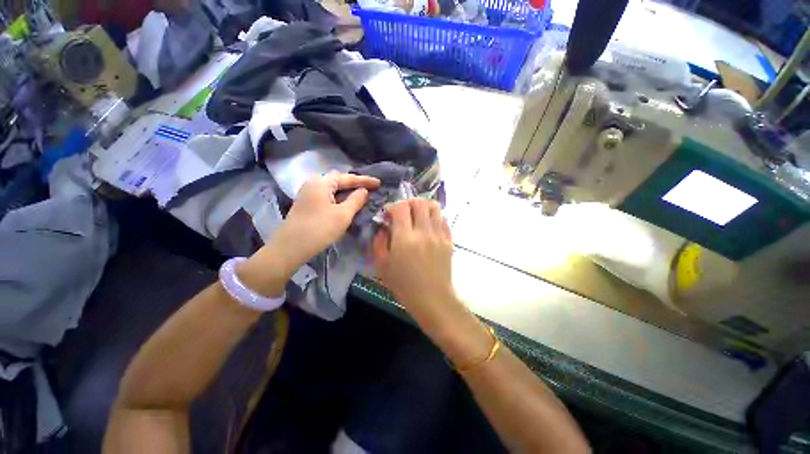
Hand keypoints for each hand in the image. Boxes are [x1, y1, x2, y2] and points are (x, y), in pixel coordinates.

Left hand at [273, 172, 380, 268]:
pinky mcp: (306, 203)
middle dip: (355, 183)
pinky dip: (338, 197)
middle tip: (370, 188)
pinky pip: (326, 195)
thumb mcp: (343, 215)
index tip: (379, 183)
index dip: (365, 180)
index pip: (348, 177)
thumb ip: (356, 200)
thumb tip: (363, 191)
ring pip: (332, 188)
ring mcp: (307, 193)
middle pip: (338, 180)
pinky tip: (345, 203)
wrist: (290, 247)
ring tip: (360, 195)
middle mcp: (313, 183)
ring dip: (346, 191)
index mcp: (322, 182)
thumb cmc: (320, 229)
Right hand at [371, 199, 454, 314]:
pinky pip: (443, 219)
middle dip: (408, 203)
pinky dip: (434, 217)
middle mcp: (424, 232)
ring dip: (423, 206)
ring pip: (434, 207)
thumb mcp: (382, 266)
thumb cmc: (404, 285)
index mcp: (405, 239)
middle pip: (419, 202)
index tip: (388, 214)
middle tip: (403, 212)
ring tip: (417, 215)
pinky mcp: (448, 240)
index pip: (401, 208)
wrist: (432, 299)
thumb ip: (379, 242)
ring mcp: (439, 235)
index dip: (392, 206)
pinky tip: (428, 226)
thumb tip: (384, 227)